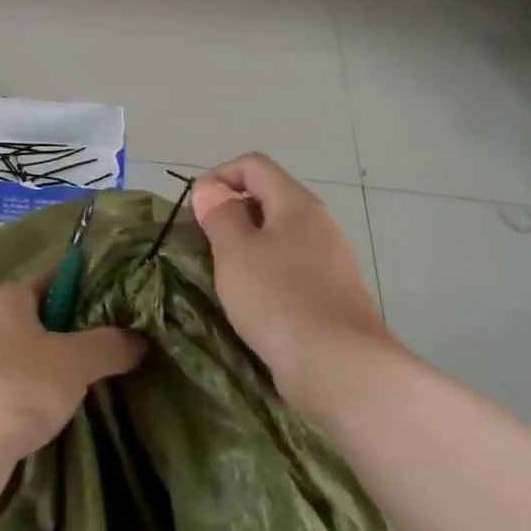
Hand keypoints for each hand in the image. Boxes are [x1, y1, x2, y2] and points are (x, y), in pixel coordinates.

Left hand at [0, 276, 145, 509]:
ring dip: (49, 368)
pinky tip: (49, 414)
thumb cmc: (17, 388)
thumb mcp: (76, 362)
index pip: (52, 278)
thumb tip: (139, 341)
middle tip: (109, 349)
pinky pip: (6, 386)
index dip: (86, 288)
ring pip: (21, 355)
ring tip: (85, 385)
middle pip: (37, 317)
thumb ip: (111, 345)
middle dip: (71, 333)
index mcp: (4, 298)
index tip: (117, 306)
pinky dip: (28, 395)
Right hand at [191, 153, 395, 422]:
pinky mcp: (331, 294)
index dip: (218, 176)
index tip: (193, 208)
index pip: (254, 165)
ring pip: (279, 236)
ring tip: (220, 274)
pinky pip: (290, 268)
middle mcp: (319, 223)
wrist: (338, 366)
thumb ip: (220, 215)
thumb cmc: (278, 299)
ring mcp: (330, 260)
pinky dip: (264, 273)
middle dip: (230, 212)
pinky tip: (250, 301)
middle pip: (268, 198)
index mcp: (296, 203)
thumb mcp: (235, 252)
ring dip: (246, 246)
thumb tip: (210, 189)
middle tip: (200, 243)